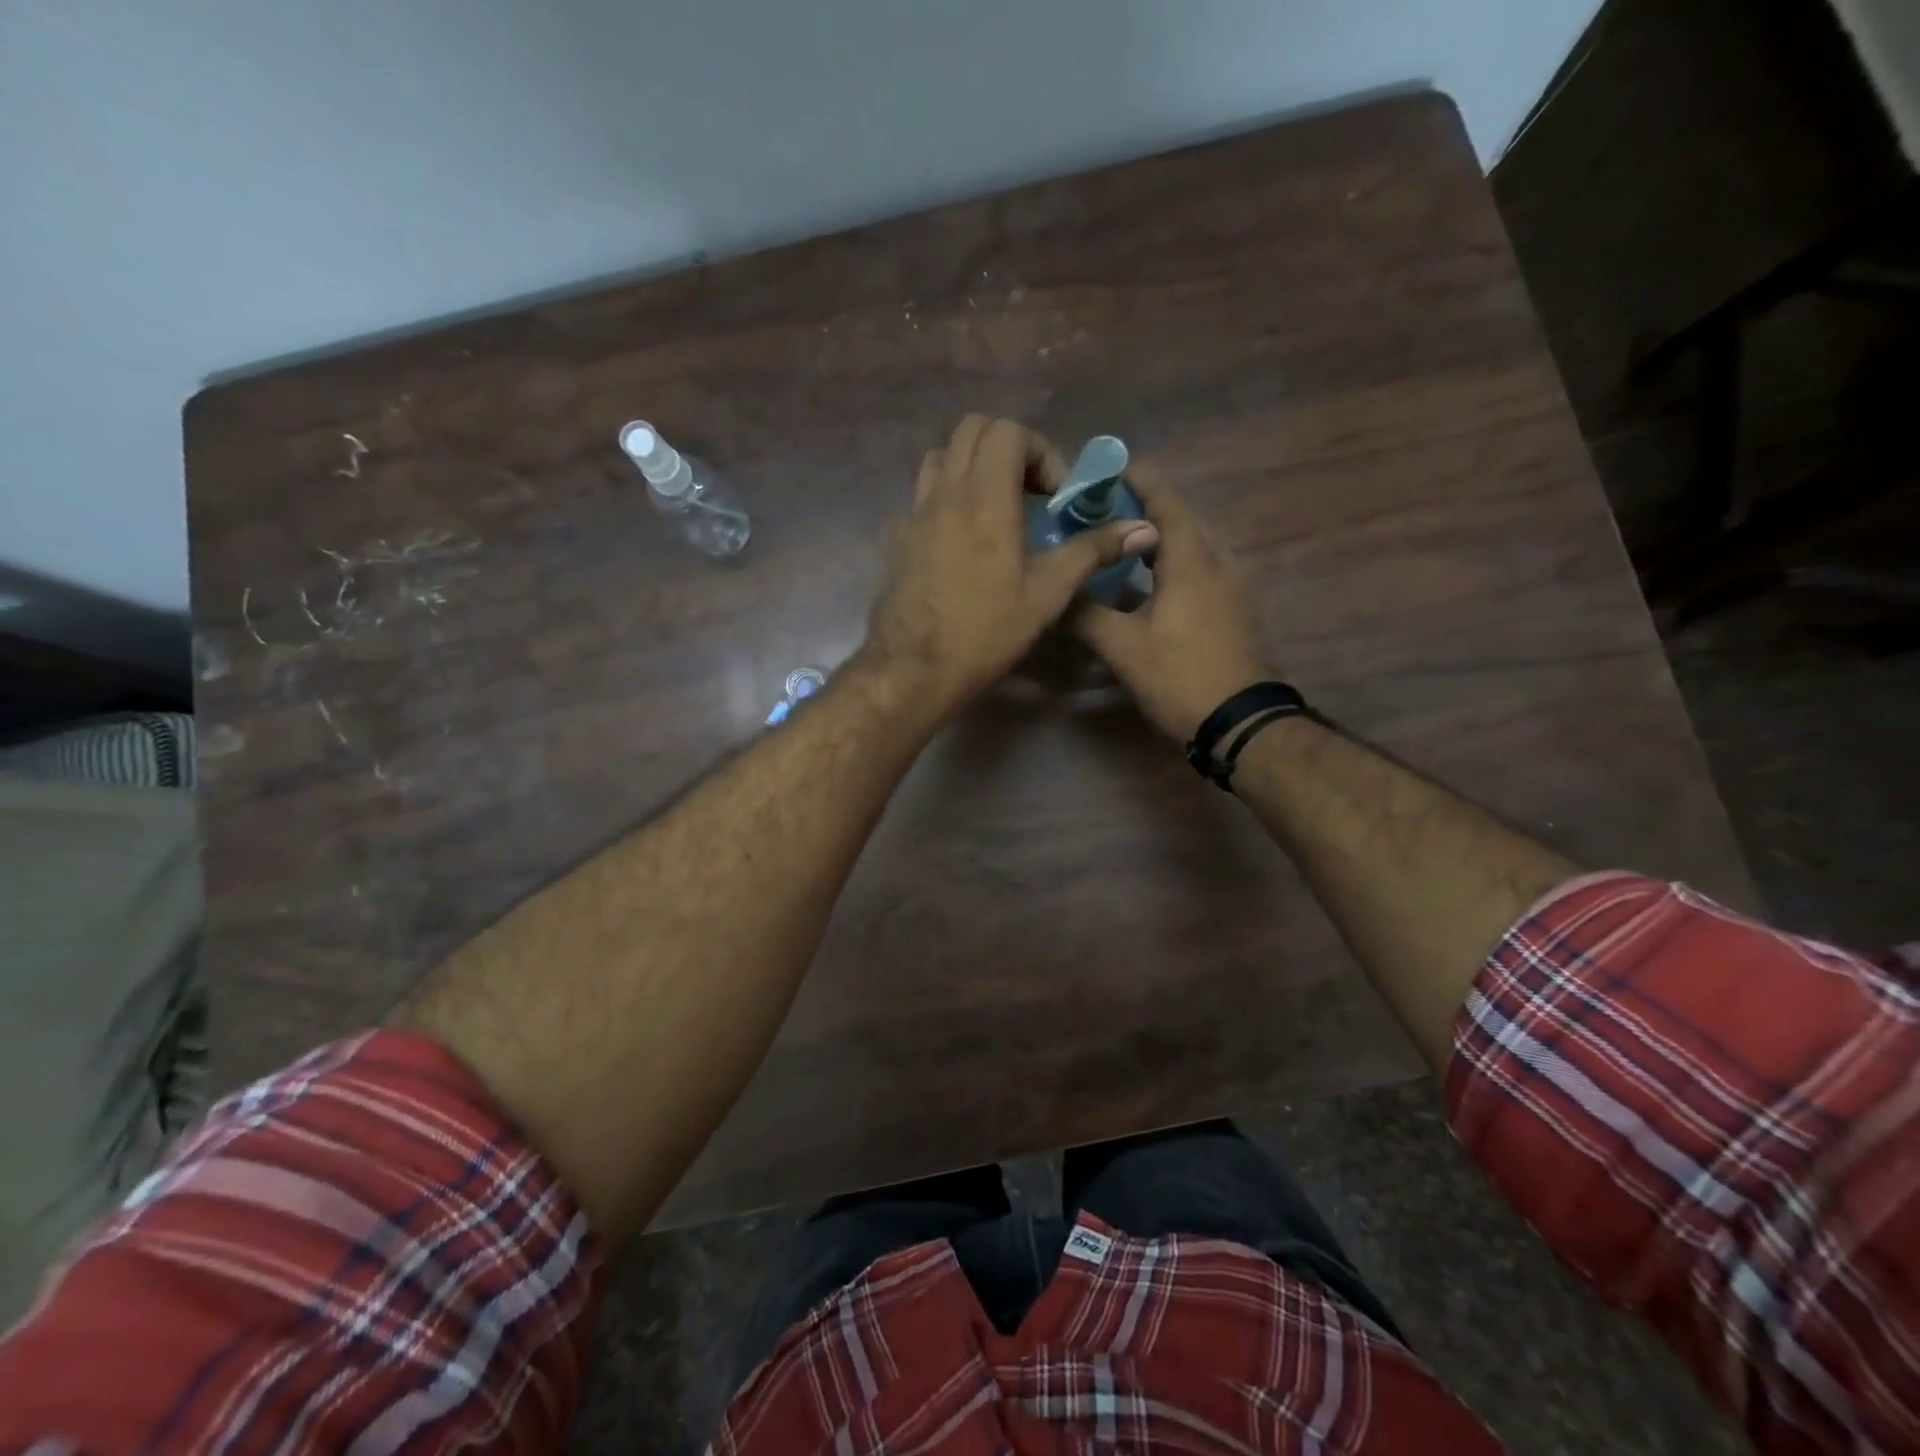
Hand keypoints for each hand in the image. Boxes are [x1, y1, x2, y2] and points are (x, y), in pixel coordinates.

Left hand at [864, 415, 1159, 718]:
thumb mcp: (1047, 594)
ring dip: (974, 466)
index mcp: (985, 499)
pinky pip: (923, 494)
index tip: (1054, 497)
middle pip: (972, 430)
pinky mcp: (898, 537)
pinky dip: (948, 496)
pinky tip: (963, 538)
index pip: (1009, 432)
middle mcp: (945, 493)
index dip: (1041, 453)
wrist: (914, 668)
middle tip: (1030, 493)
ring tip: (996, 507)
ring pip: (942, 457)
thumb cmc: (985, 632)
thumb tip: (1143, 528)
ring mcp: (915, 512)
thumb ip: (1091, 551)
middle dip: (1009, 449)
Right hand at [1070, 461, 1268, 739]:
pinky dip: (1176, 560)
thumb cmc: (1180, 677)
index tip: (1108, 470)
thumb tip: (1055, 593)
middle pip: (1183, 518)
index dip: (1139, 480)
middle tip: (1104, 511)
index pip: (1166, 501)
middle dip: (1146, 508)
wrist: (1240, 721)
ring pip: (1196, 543)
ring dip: (1161, 536)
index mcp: (1192, 561)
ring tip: (1124, 542)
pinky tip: (1152, 582)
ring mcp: (1234, 585)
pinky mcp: (1236, 607)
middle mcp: (1219, 561)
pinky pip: (1204, 567)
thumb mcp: (1123, 648)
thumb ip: (1085, 615)